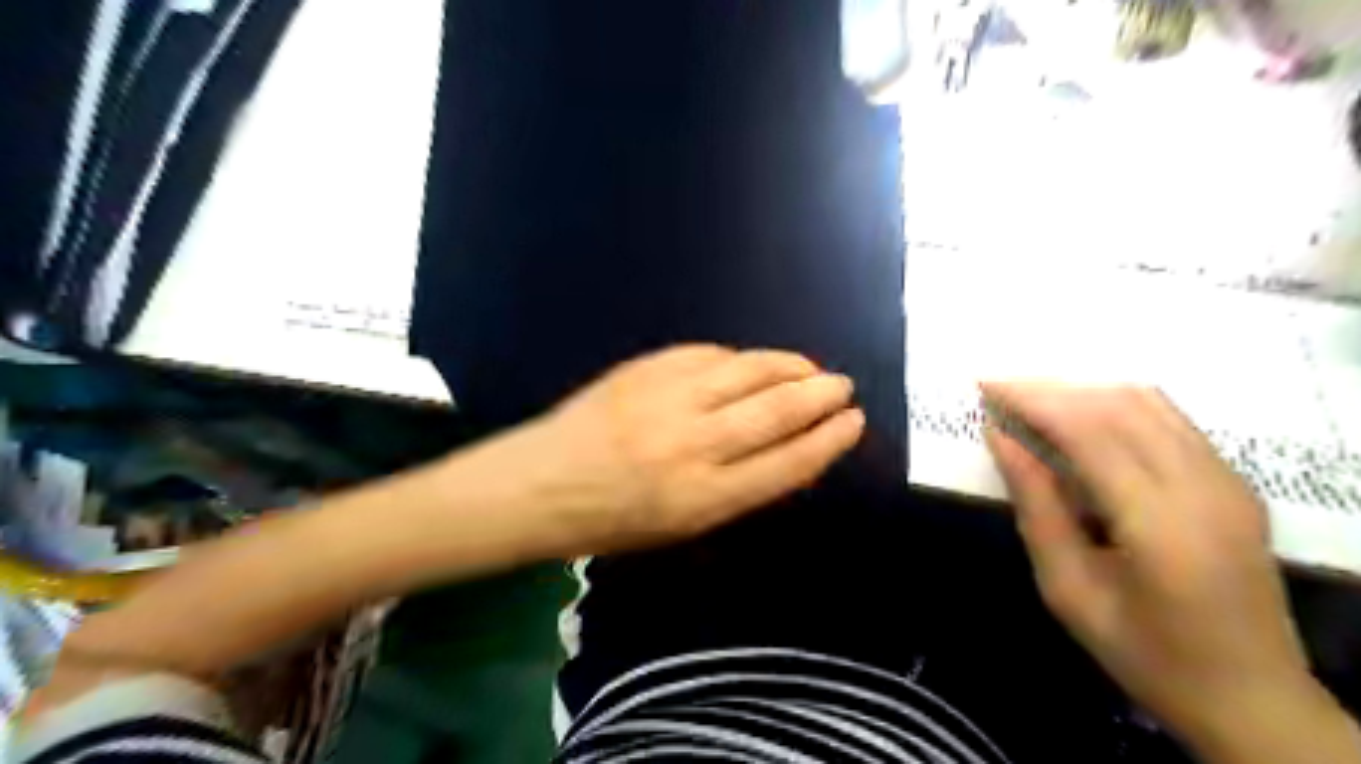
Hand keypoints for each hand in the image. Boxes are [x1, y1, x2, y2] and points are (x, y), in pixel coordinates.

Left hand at [506, 347, 866, 553]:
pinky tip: (753, 365)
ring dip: (789, 367)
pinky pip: (710, 355)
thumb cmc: (613, 519)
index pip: (787, 463)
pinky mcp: (647, 369)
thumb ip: (739, 486)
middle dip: (820, 396)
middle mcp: (692, 445)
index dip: (829, 440)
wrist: (541, 483)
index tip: (853, 423)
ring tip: (809, 369)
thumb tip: (790, 447)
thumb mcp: (683, 525)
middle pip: (776, 411)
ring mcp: (668, 399)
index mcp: (703, 498)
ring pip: (749, 372)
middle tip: (842, 387)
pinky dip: (740, 359)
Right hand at [986, 384, 1312, 743]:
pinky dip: (1117, 406)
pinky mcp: (1235, 483)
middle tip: (1000, 391)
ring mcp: (1228, 481)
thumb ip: (1036, 505)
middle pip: (1118, 405)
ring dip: (1083, 392)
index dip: (1033, 400)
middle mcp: (1203, 487)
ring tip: (1033, 402)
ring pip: (1148, 403)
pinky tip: (1082, 420)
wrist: (1250, 696)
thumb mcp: (1068, 588)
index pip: (1089, 430)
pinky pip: (1170, 420)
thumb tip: (1001, 438)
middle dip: (1052, 389)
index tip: (986, 387)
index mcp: (1160, 522)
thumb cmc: (1145, 652)